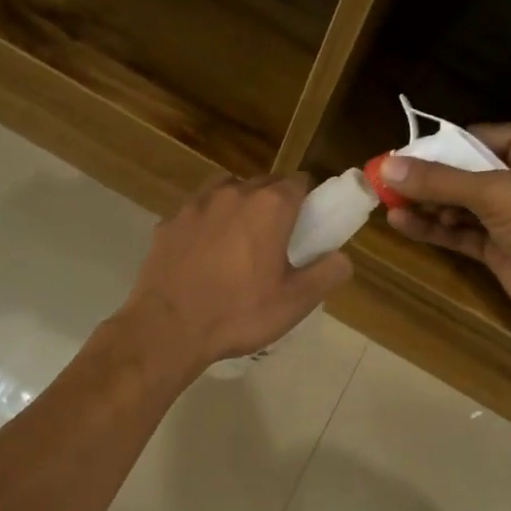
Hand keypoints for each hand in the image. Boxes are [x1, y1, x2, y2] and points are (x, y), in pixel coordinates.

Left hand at [119, 174, 353, 370]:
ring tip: (238, 242)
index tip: (307, 225)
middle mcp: (232, 193)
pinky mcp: (168, 223)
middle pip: (262, 183)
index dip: (307, 200)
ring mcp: (195, 205)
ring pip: (225, 191)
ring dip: (237, 207)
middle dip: (273, 203)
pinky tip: (203, 255)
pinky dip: (205, 225)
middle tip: (276, 240)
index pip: (299, 182)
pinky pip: (195, 214)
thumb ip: (326, 274)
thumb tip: (342, 258)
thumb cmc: (238, 313)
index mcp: (269, 206)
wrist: (168, 328)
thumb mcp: (295, 302)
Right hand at [383, 120, 510, 341]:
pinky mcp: (502, 247)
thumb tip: (384, 167)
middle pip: (464, 170)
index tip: (395, 159)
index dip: (436, 149)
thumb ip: (438, 181)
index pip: (477, 137)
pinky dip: (434, 228)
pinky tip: (401, 224)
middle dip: (426, 179)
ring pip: (460, 203)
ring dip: (426, 205)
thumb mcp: (493, 193)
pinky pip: (461, 231)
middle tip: (383, 183)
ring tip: (385, 203)